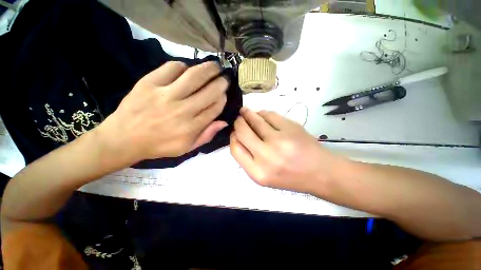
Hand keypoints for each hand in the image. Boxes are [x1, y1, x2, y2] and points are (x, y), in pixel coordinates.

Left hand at [99, 61, 228, 163]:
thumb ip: (207, 135)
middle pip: (210, 91)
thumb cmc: (160, 145)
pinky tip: (185, 70)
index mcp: (192, 127)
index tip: (223, 95)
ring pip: (194, 76)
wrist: (123, 139)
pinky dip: (182, 66)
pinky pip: (172, 67)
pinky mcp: (149, 83)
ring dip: (209, 69)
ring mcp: (165, 95)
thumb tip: (224, 122)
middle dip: (221, 83)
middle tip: (224, 78)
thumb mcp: (187, 148)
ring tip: (214, 67)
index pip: (215, 108)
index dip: (222, 99)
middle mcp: (182, 110)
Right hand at [230, 108, 343, 193]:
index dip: (233, 137)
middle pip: (242, 131)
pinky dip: (263, 113)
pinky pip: (270, 115)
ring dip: (248, 113)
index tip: (235, 132)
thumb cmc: (290, 177)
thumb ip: (248, 158)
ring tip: (246, 112)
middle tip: (239, 119)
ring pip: (255, 120)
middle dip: (238, 122)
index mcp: (257, 172)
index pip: (235, 148)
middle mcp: (266, 157)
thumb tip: (238, 136)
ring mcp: (279, 140)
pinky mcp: (291, 128)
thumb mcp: (263, 176)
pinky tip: (262, 114)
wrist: (320, 173)